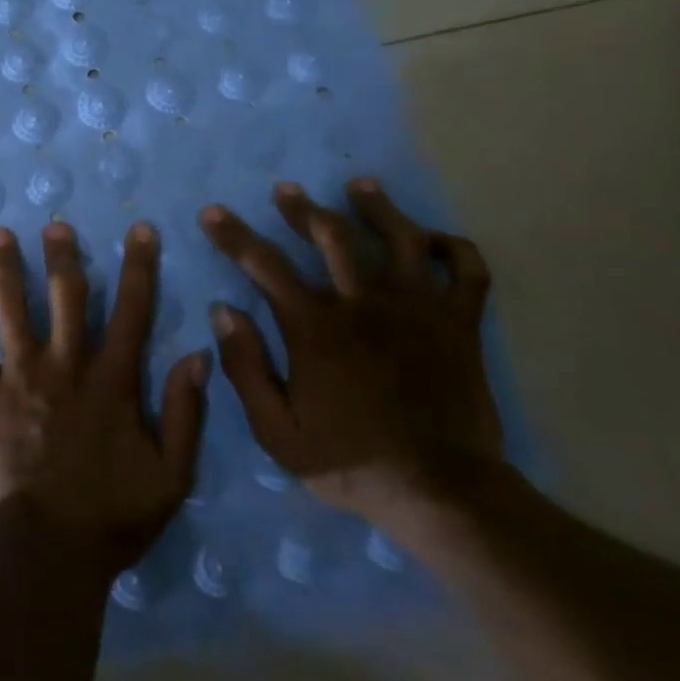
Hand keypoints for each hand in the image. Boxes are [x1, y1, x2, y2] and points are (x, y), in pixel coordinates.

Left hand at [0, 221, 213, 574]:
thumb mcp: (171, 475)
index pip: (132, 311)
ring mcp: (19, 376)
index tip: (140, 230)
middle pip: (65, 295)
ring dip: (6, 269)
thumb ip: (184, 412)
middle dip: (62, 255)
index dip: (139, 267)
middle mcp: (64, 365)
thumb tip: (197, 354)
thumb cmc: (113, 515)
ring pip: (11, 309)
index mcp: (111, 380)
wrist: (48, 548)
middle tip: (54, 224)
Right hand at [199, 179, 503, 522]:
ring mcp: (418, 309)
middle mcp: (364, 304)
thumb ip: (245, 367)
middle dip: (303, 208)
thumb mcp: (276, 430)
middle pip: (332, 236)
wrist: (443, 494)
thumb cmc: (350, 461)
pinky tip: (433, 240)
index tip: (212, 213)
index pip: (263, 264)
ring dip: (377, 207)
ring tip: (361, 186)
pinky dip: (452, 248)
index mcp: (315, 326)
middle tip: (286, 190)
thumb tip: (223, 311)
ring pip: (400, 238)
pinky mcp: (460, 325)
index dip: (233, 234)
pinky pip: (467, 271)